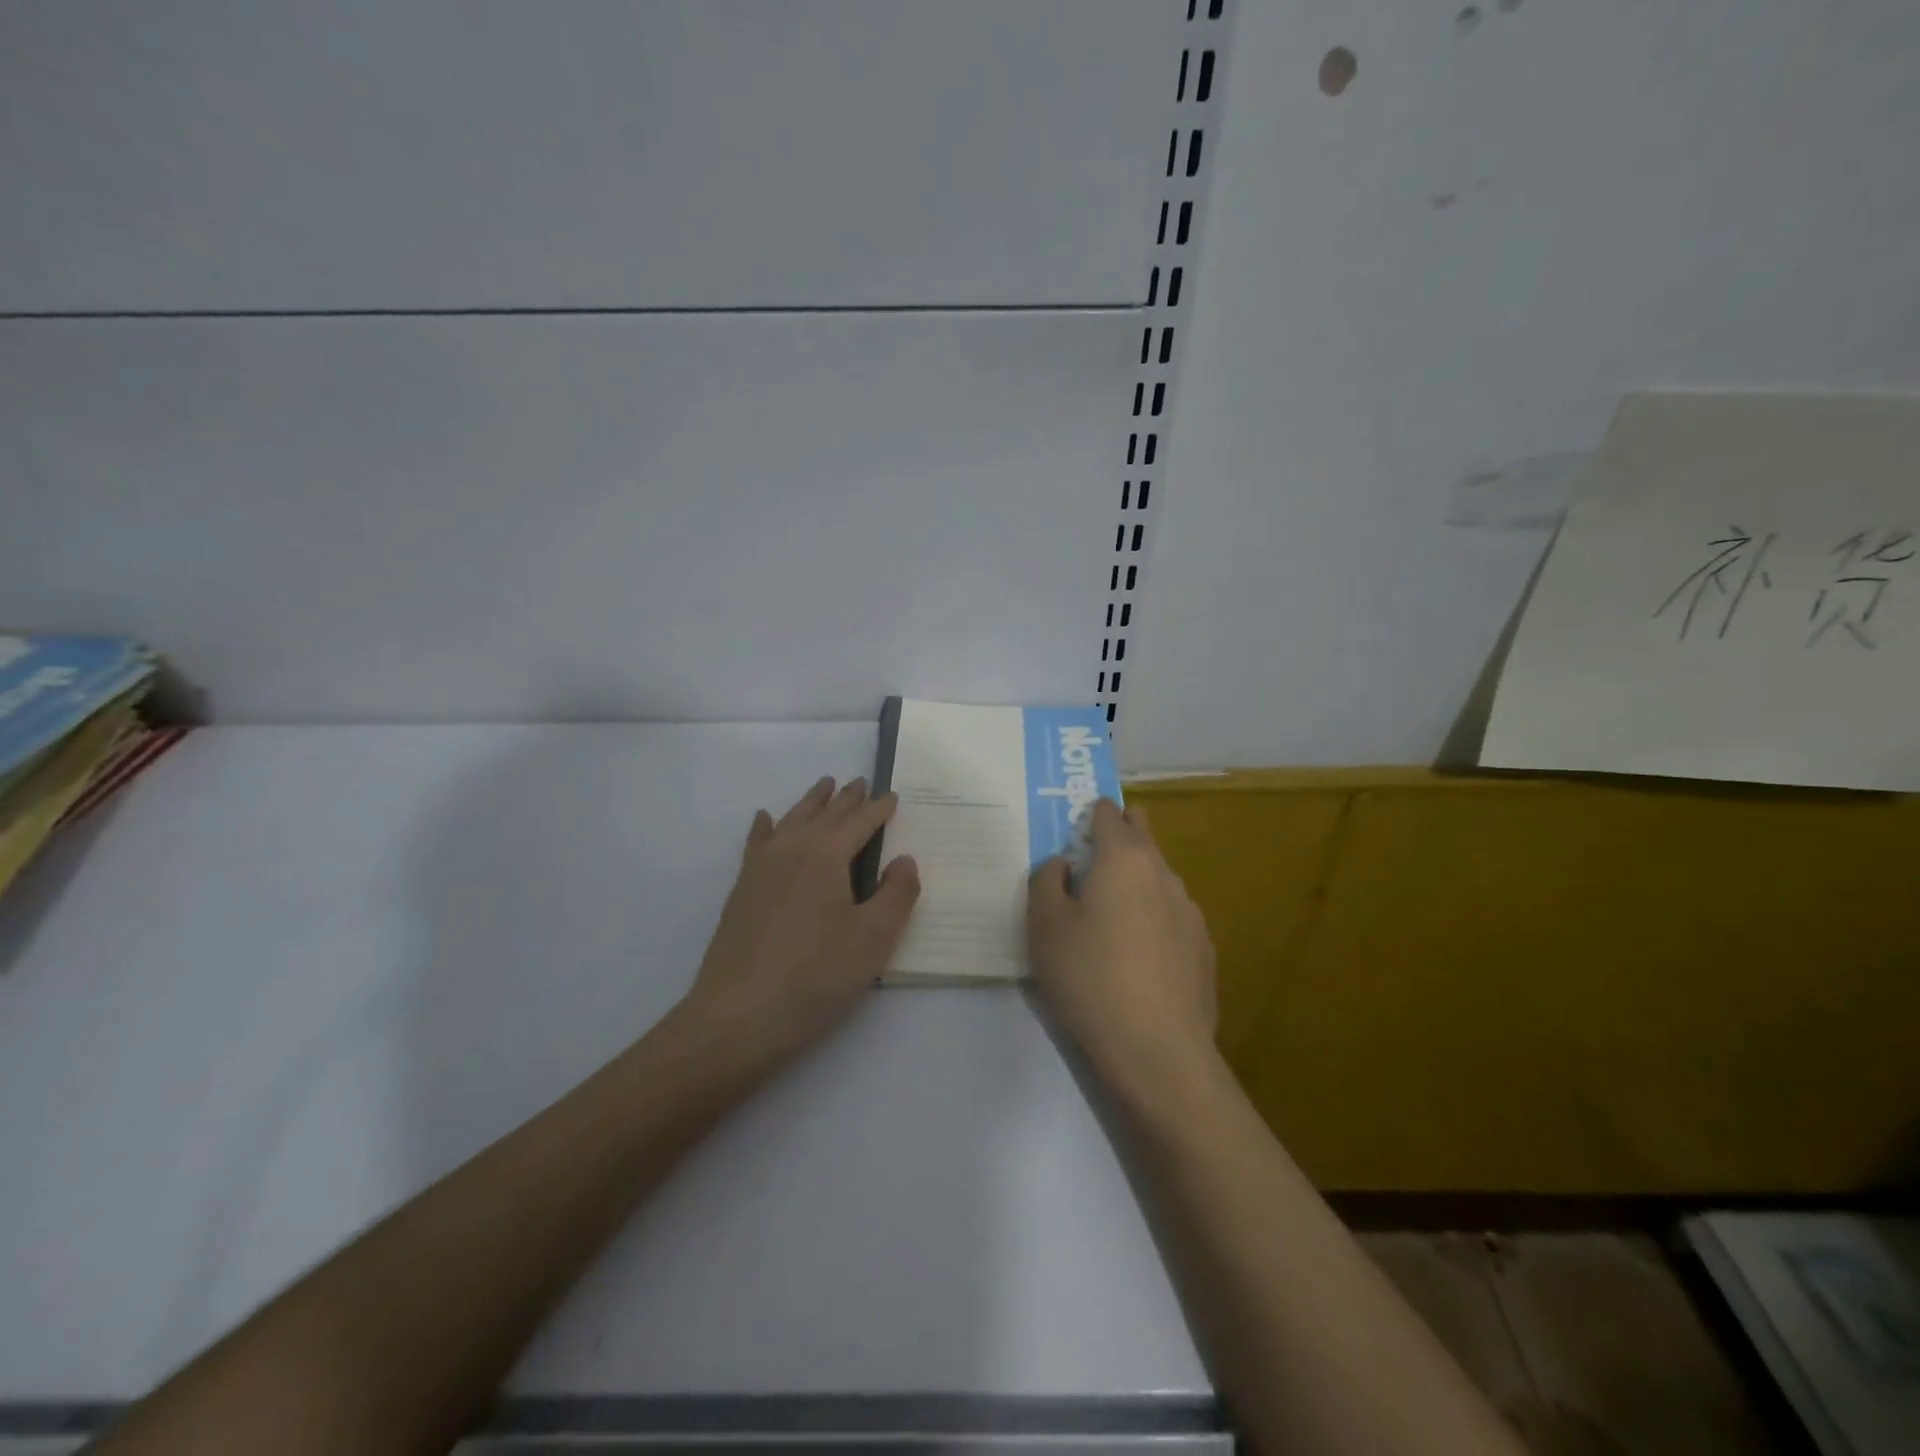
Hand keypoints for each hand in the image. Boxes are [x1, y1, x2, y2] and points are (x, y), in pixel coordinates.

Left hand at [681, 775, 919, 1063]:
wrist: (737, 1016)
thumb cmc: (815, 977)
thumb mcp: (873, 939)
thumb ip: (897, 894)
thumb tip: (904, 859)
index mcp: (827, 856)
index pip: (860, 822)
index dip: (879, 809)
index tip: (892, 796)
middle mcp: (792, 850)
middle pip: (824, 814)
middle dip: (845, 798)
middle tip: (860, 782)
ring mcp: (761, 868)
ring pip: (791, 821)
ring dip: (811, 802)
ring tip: (823, 786)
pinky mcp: (742, 890)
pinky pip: (757, 843)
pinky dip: (765, 826)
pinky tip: (766, 819)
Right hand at [1027, 799, 1217, 1091]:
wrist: (1158, 1050)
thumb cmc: (1090, 977)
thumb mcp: (1044, 926)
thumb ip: (1046, 880)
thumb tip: (1063, 864)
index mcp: (1123, 858)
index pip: (1108, 813)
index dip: (1088, 815)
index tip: (1070, 834)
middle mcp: (1163, 873)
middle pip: (1142, 834)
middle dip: (1117, 836)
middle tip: (1087, 867)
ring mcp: (1190, 910)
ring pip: (1158, 877)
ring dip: (1135, 881)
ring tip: (1110, 919)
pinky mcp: (1203, 947)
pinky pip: (1172, 915)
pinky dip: (1153, 918)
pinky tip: (1138, 956)